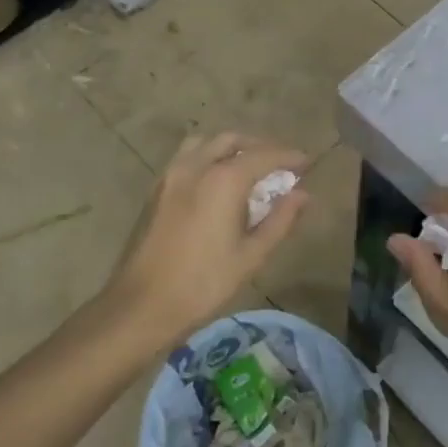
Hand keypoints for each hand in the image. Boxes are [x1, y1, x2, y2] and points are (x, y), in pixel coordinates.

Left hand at [106, 132, 307, 344]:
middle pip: (233, 140)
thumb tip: (303, 194)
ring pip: (206, 143)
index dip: (289, 156)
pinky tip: (217, 182)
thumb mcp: (251, 255)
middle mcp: (196, 166)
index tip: (307, 162)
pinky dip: (209, 156)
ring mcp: (171, 175)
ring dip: (231, 147)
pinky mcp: (156, 189)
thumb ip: (280, 220)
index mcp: (223, 180)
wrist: (140, 306)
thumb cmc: (203, 283)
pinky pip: (187, 157)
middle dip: (260, 146)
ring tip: (248, 167)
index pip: (264, 155)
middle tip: (280, 165)